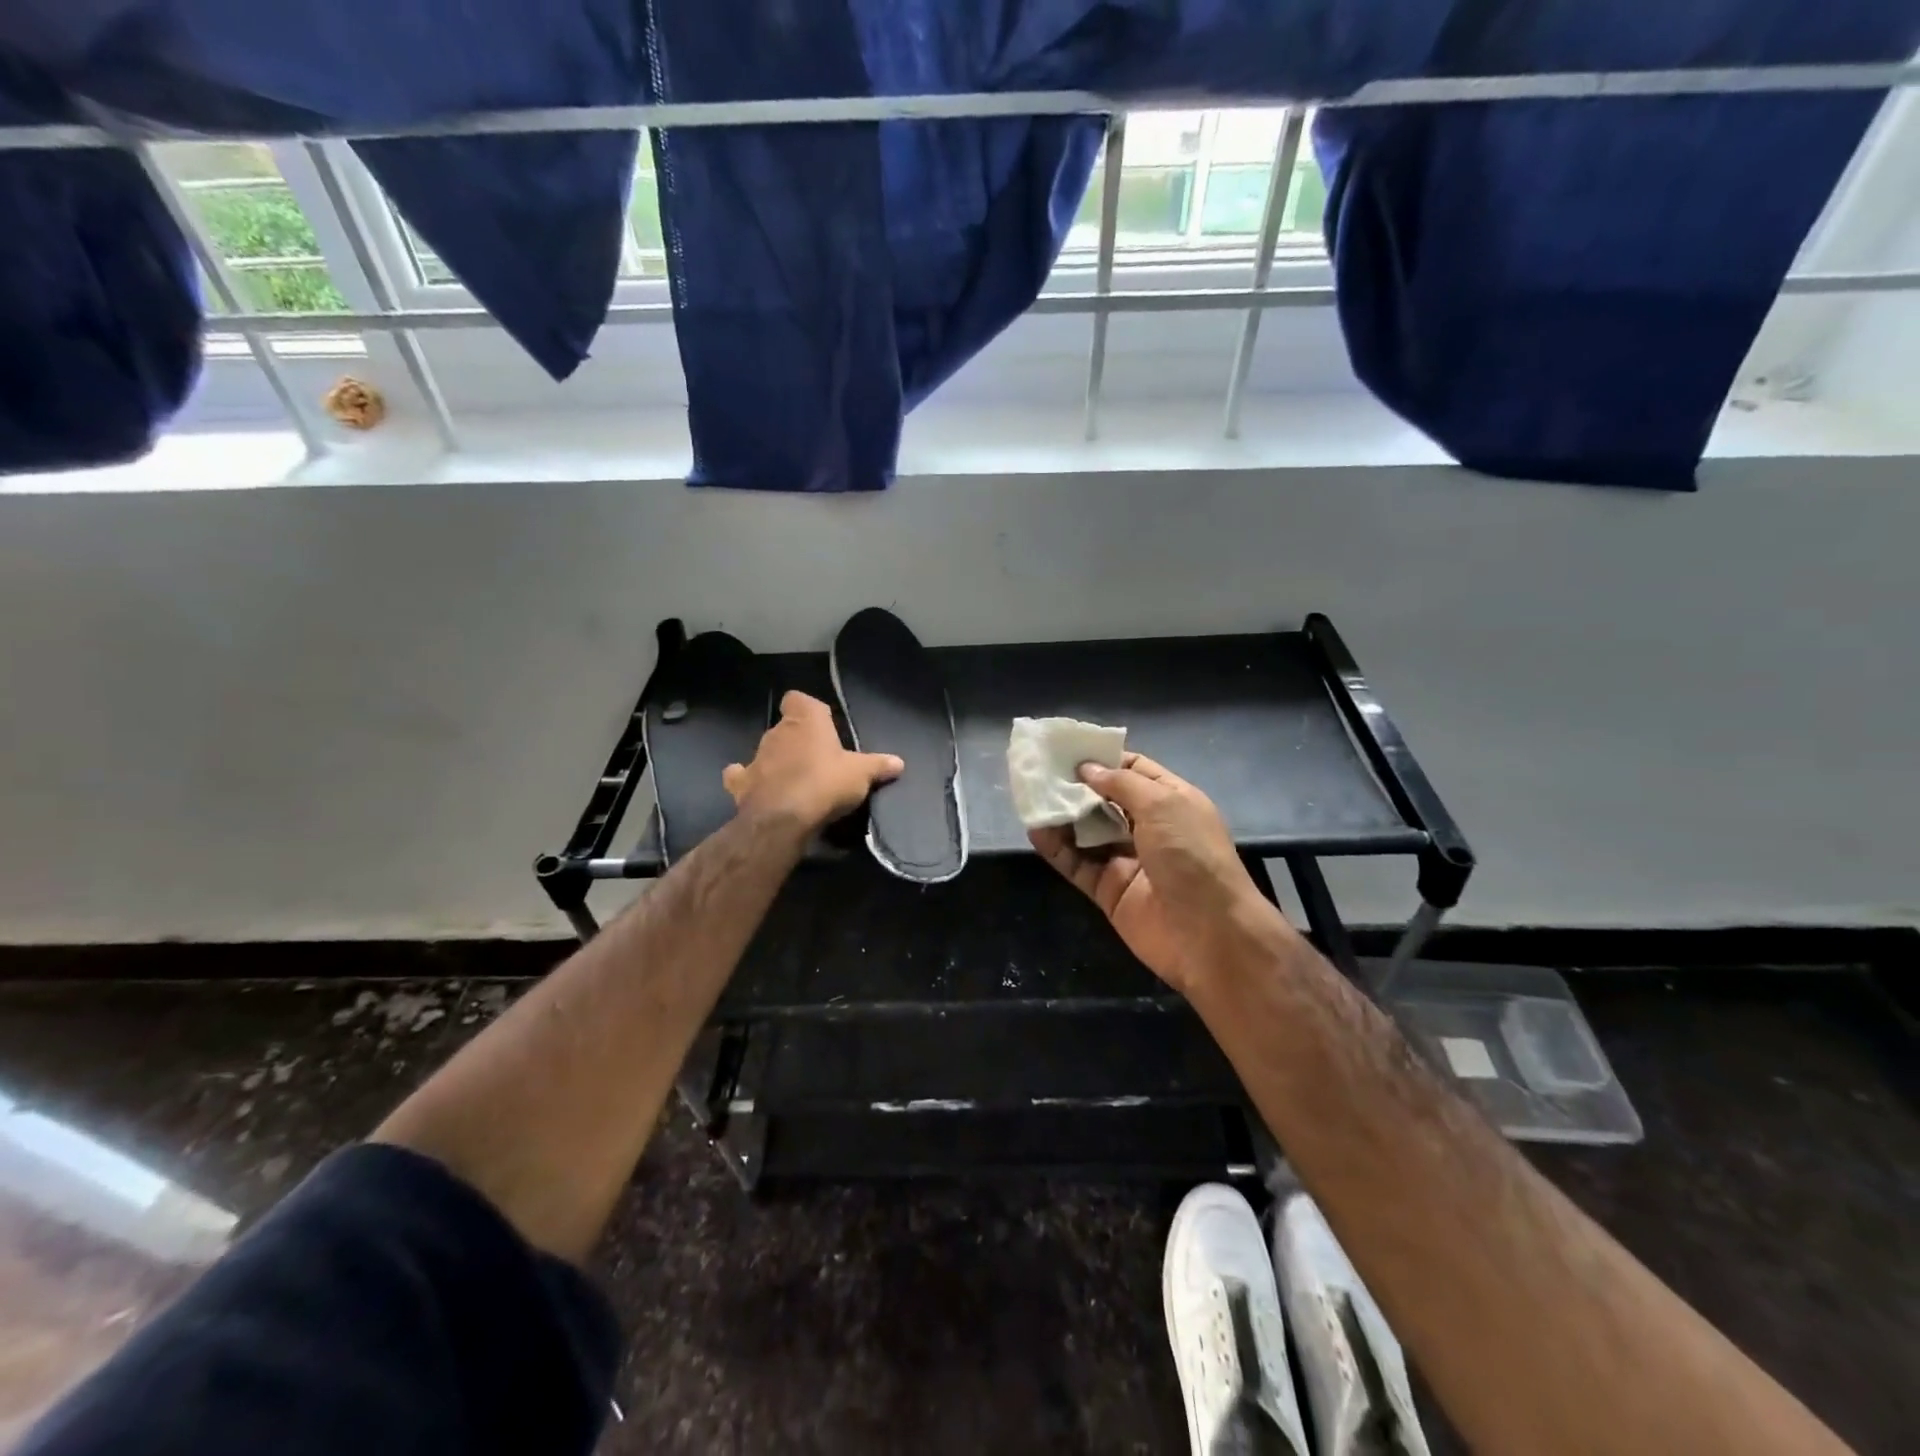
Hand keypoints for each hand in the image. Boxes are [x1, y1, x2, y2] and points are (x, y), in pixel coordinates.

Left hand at [723, 691, 902, 832]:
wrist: (784, 819)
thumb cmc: (825, 783)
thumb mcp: (862, 774)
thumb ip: (878, 765)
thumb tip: (898, 762)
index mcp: (805, 721)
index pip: (798, 699)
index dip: (807, 708)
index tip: (821, 723)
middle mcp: (777, 732)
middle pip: (785, 727)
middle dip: (797, 740)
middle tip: (817, 760)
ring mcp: (755, 757)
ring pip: (765, 751)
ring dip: (776, 761)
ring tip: (795, 780)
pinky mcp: (740, 784)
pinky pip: (741, 776)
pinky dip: (749, 781)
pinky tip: (761, 790)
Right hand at [1029, 753, 1289, 996]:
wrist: (1209, 934)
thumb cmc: (1191, 856)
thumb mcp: (1162, 804)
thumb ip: (1121, 784)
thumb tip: (1086, 769)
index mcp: (1171, 800)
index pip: (1133, 770)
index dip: (1102, 758)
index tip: (1067, 749)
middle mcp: (1149, 827)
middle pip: (1105, 800)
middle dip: (1075, 785)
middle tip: (1039, 770)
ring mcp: (1127, 859)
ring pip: (1087, 832)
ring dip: (1061, 814)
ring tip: (1030, 795)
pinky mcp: (1108, 890)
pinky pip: (1077, 863)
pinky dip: (1056, 848)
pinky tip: (1035, 829)